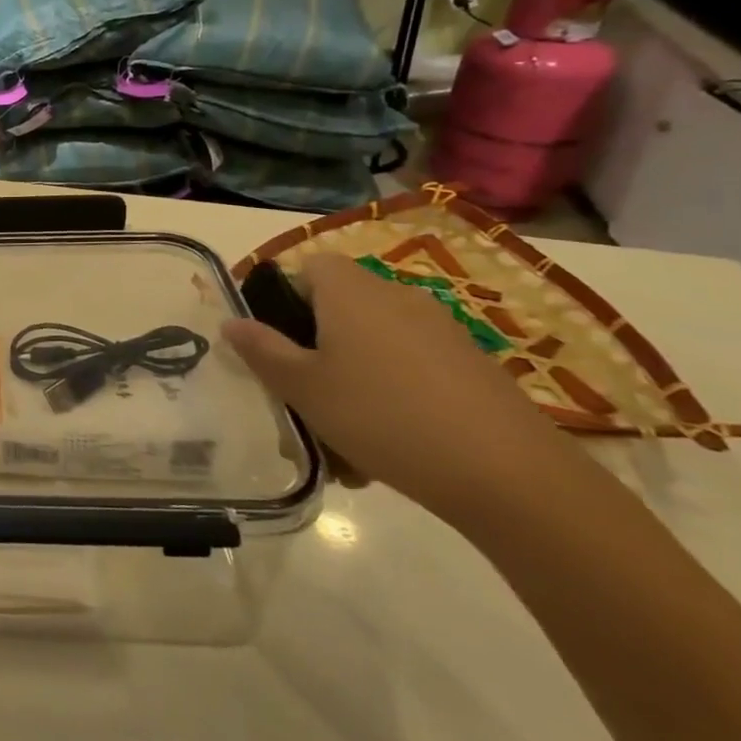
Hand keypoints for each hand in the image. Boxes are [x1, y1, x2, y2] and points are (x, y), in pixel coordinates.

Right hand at [222, 253, 576, 525]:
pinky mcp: (473, 368)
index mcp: (351, 292)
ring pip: (374, 346)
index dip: (284, 296)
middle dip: (314, 348)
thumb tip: (231, 321)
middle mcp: (397, 297)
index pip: (310, 266)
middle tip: (300, 396)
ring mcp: (442, 332)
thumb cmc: (381, 415)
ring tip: (341, 438)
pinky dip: (391, 398)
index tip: (274, 342)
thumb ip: (262, 350)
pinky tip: (387, 449)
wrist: (509, 474)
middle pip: (340, 308)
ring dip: (351, 379)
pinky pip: (411, 371)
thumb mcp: (303, 387)